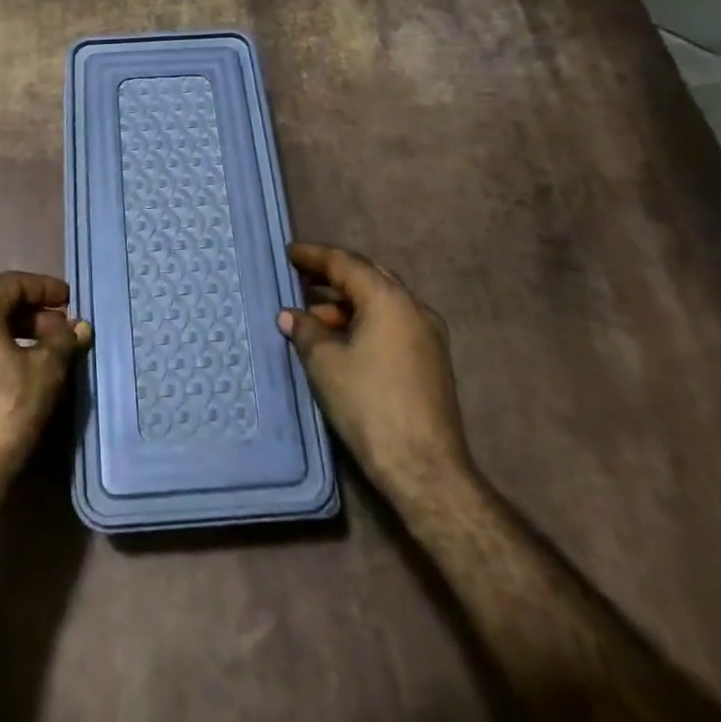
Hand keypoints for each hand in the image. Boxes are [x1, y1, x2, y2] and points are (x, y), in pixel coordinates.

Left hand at [0, 272, 91, 510]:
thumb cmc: (3, 415)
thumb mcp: (45, 373)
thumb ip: (64, 342)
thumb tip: (79, 326)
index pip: (10, 283)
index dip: (43, 287)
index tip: (68, 300)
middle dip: (31, 315)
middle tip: (61, 332)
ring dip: (14, 336)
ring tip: (44, 356)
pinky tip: (17, 379)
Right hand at [278, 243, 472, 501]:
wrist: (426, 468)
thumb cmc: (369, 406)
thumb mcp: (325, 364)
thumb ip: (305, 330)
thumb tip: (290, 315)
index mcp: (388, 299)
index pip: (345, 263)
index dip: (314, 256)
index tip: (289, 253)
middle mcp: (413, 306)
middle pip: (368, 276)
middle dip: (333, 274)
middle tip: (302, 275)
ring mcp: (428, 333)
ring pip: (381, 301)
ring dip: (348, 302)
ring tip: (314, 316)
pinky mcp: (431, 358)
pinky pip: (392, 322)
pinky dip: (365, 320)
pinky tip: (342, 339)